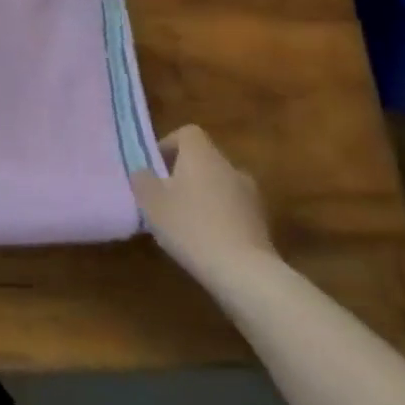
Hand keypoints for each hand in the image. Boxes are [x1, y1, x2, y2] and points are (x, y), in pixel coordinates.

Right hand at [131, 125, 278, 289]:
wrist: (244, 271)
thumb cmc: (190, 226)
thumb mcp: (151, 202)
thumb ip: (142, 180)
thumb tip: (144, 172)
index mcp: (202, 155)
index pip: (188, 133)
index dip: (169, 144)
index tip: (156, 167)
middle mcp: (229, 167)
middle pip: (204, 159)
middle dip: (185, 173)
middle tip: (166, 196)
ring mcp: (250, 195)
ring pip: (220, 184)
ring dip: (204, 195)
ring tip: (186, 221)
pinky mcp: (261, 222)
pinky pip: (234, 208)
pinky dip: (220, 216)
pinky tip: (207, 240)